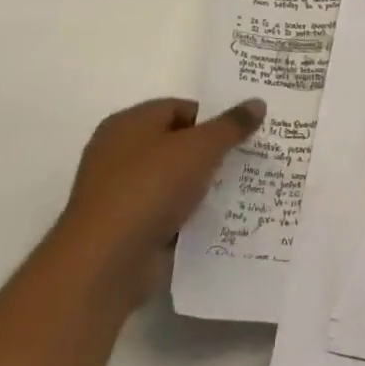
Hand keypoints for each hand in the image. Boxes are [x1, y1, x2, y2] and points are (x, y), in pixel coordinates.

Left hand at [52, 97, 264, 307]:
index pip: (180, 108)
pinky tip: (223, 218)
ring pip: (177, 181)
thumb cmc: (150, 188)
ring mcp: (122, 194)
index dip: (214, 117)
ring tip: (246, 187)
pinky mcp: (129, 229)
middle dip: (214, 152)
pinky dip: (193, 215)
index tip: (245, 131)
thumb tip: (257, 102)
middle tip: (252, 156)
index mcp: (129, 124)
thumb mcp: (200, 147)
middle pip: (178, 144)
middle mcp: (120, 154)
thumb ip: (231, 125)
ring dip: (206, 186)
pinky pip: (170, 212)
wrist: (106, 263)